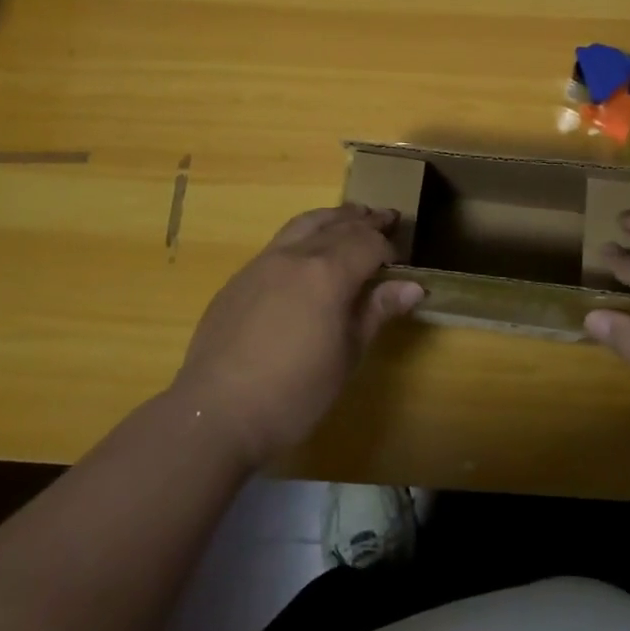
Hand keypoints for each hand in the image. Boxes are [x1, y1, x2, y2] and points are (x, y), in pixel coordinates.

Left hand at [169, 204, 424, 469]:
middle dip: (366, 221)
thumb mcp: (347, 356)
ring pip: (306, 223)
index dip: (389, 249)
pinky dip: (305, 233)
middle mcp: (297, 255)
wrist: (216, 413)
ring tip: (351, 217)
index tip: (401, 264)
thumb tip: (413, 286)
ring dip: (334, 217)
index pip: (368, 242)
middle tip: (388, 218)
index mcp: (328, 273)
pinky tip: (308, 251)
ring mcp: (263, 262)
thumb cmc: (293, 393)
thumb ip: (377, 312)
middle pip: (339, 224)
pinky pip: (281, 241)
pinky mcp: (241, 277)